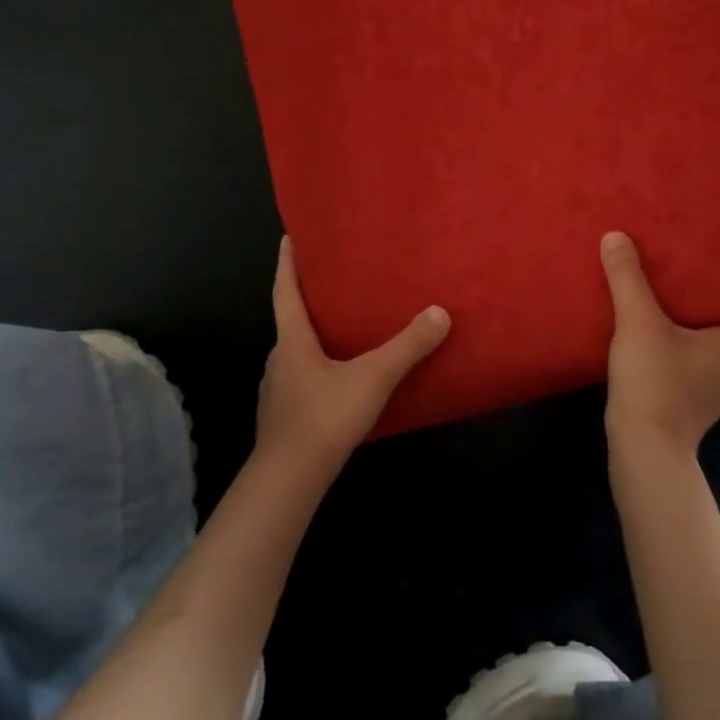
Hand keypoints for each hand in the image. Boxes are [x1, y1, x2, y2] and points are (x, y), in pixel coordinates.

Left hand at [255, 238, 449, 477]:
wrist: (288, 480)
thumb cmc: (324, 417)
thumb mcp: (373, 377)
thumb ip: (407, 346)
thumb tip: (440, 312)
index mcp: (293, 341)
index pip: (285, 291)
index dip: (288, 264)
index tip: (289, 238)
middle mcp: (279, 360)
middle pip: (291, 321)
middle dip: (308, 301)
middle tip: (334, 283)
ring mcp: (278, 391)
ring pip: (297, 354)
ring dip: (315, 338)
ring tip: (344, 330)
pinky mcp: (284, 418)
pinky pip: (302, 380)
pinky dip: (319, 370)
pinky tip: (341, 380)